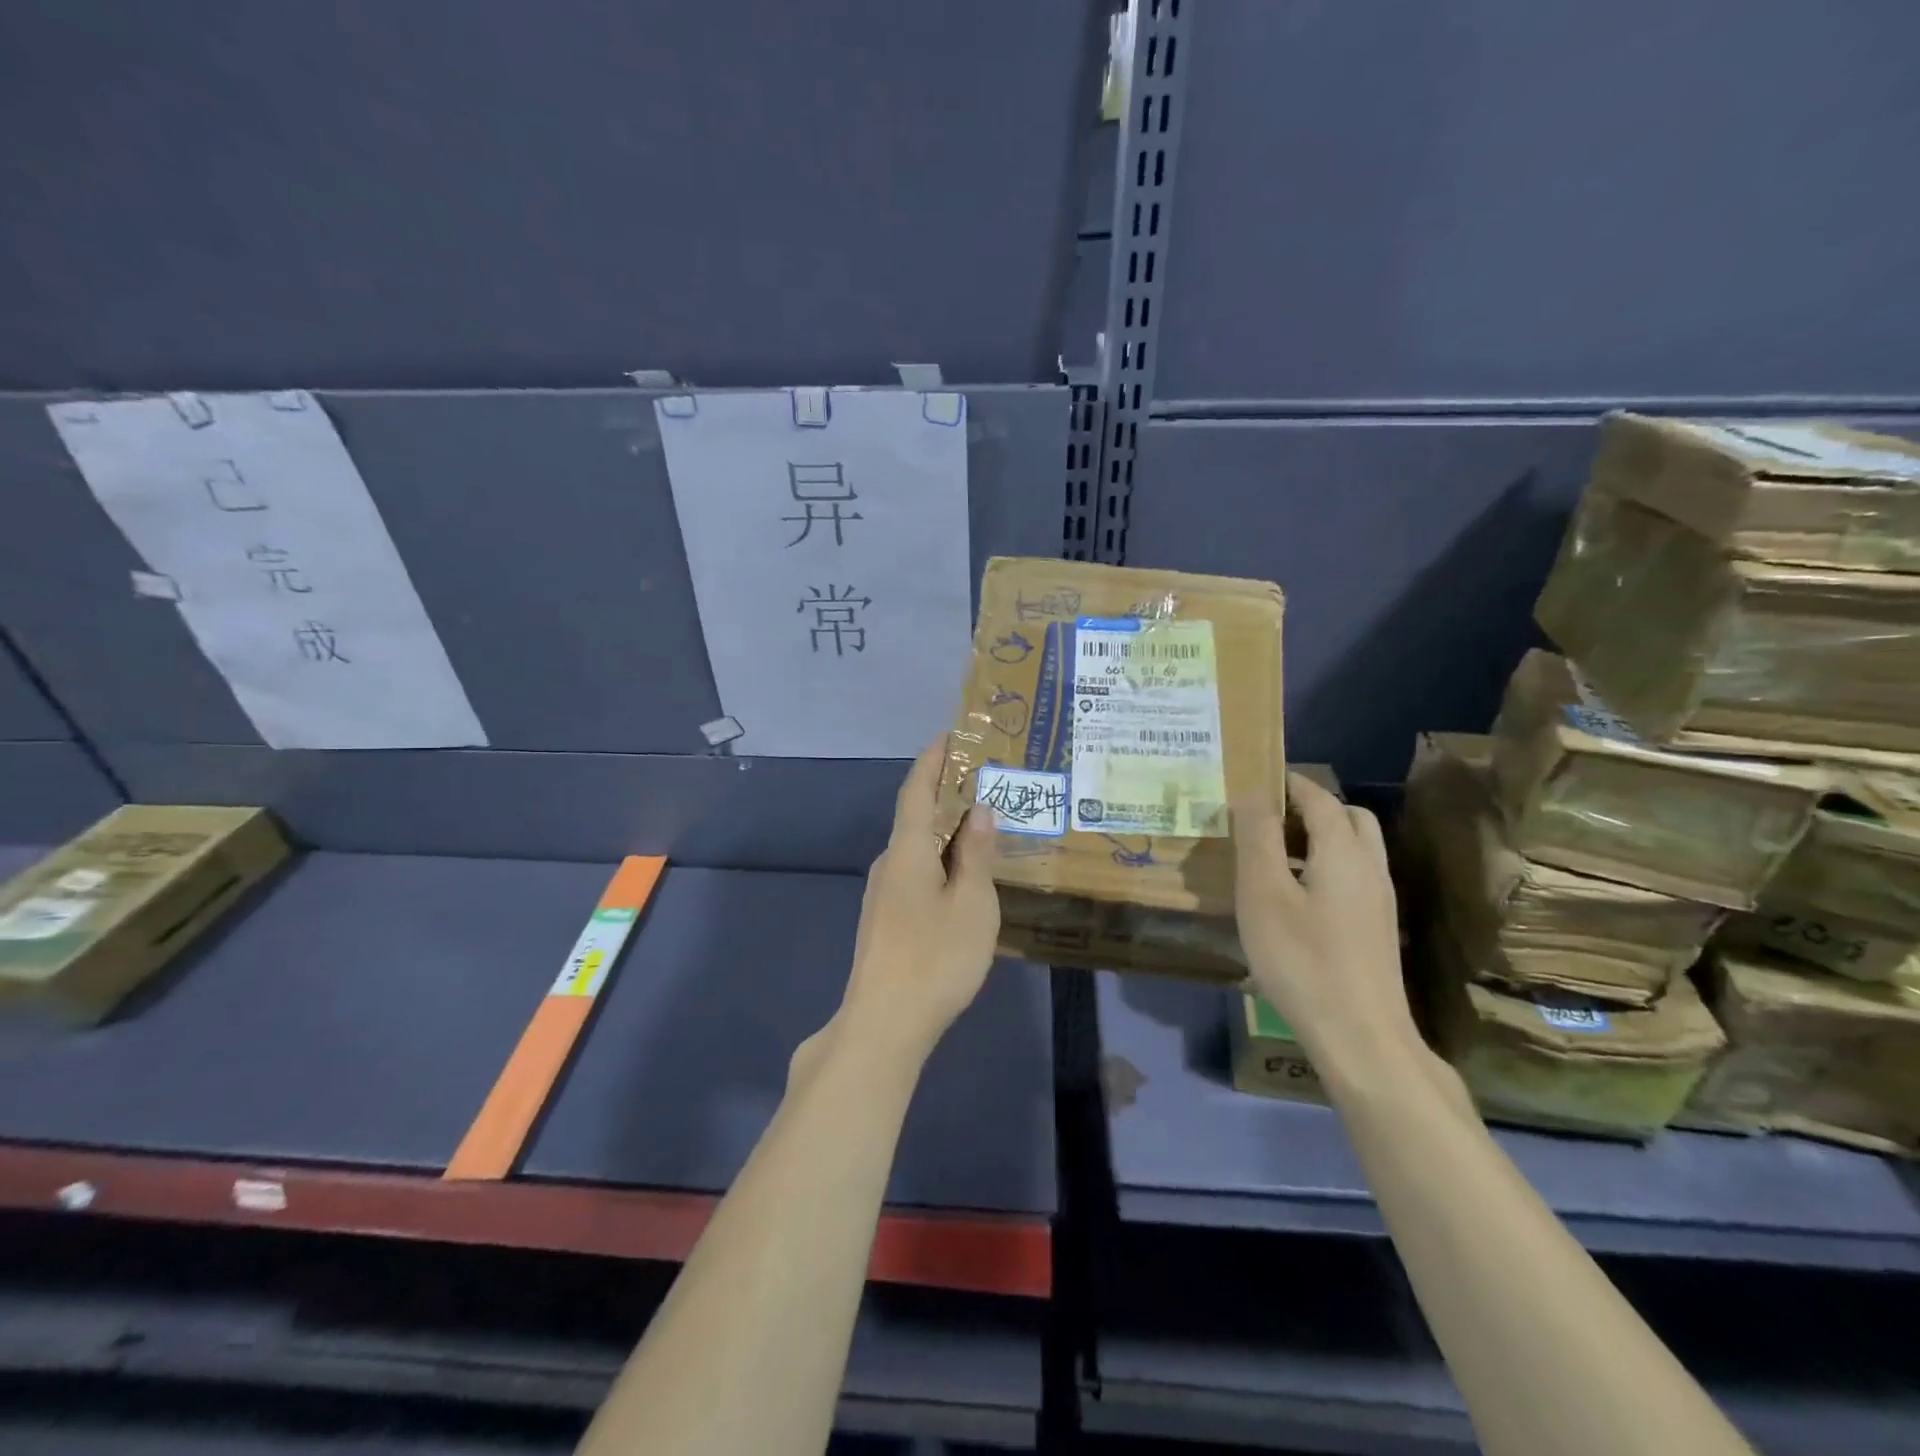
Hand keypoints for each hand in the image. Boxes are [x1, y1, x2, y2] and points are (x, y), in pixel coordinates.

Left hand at [823, 740, 1000, 1073]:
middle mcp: (888, 863)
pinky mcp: (884, 919)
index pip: (917, 790)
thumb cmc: (935, 957)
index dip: (933, 759)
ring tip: (981, 826)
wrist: (884, 1024)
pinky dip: (938, 859)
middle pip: (915, 816)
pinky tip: (961, 876)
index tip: (952, 735)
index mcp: (907, 850)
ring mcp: (882, 893)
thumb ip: (975, 854)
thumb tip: (979, 810)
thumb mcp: (971, 904)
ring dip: (944, 830)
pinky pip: (914, 872)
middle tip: (985, 782)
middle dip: (945, 794)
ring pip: (916, 848)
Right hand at [1234, 771, 1416, 1064]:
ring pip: (1354, 848)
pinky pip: (1352, 875)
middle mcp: (1370, 867)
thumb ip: (1258, 837)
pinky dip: (1324, 865)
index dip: (1288, 782)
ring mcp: (1378, 900)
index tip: (1253, 779)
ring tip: (1272, 856)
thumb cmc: (1302, 959)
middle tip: (1266, 820)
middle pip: (1347, 817)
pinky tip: (1293, 897)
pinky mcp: (1376, 928)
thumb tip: (1252, 793)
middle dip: (1308, 807)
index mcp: (1344, 851)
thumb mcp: (1264, 893)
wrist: (1360, 1036)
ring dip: (1318, 838)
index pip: (1319, 796)